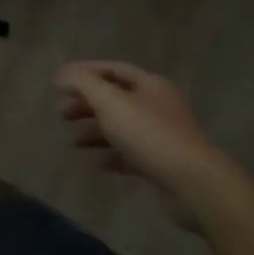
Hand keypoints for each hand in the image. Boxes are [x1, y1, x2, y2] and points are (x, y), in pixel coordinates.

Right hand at [57, 61, 242, 225]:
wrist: (194, 184)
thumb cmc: (149, 134)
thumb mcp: (110, 101)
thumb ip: (82, 84)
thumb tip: (61, 76)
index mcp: (149, 85)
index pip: (112, 69)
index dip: (84, 72)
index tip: (59, 82)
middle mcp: (157, 106)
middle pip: (114, 98)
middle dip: (86, 104)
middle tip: (61, 114)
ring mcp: (161, 136)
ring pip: (120, 127)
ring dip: (94, 132)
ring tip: (72, 142)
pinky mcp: (161, 163)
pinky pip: (129, 154)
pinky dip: (110, 156)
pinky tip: (95, 163)